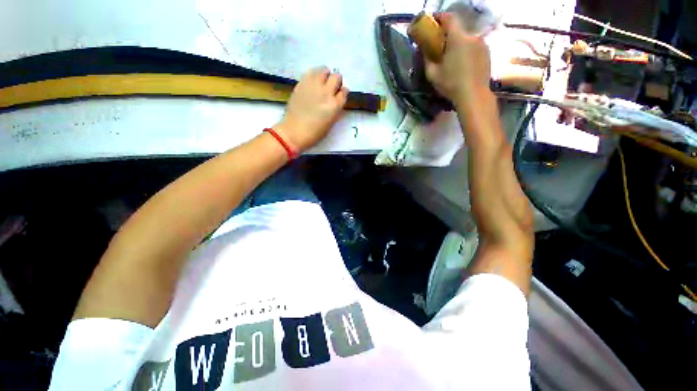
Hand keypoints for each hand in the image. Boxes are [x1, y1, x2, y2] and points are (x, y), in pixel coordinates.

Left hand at [274, 67, 348, 152]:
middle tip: (332, 87)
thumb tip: (338, 101)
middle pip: (337, 77)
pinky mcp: (302, 83)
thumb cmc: (315, 133)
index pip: (344, 91)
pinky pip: (311, 72)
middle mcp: (326, 92)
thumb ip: (336, 110)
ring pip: (324, 70)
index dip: (343, 92)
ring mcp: (313, 86)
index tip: (339, 95)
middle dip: (336, 81)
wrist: (294, 132)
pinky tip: (313, 81)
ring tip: (323, 81)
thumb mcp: (331, 124)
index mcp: (335, 105)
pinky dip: (315, 74)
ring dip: (326, 75)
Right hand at [424, 13, 491, 107]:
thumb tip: (423, 50)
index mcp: (458, 38)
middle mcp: (472, 36)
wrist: (473, 95)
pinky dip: (467, 51)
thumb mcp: (433, 74)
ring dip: (458, 44)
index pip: (449, 18)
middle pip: (458, 29)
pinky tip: (462, 63)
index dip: (440, 16)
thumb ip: (427, 59)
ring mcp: (482, 44)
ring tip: (452, 58)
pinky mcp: (487, 53)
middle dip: (448, 35)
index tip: (432, 20)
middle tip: (440, 45)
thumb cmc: (451, 84)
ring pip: (467, 39)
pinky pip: (474, 47)